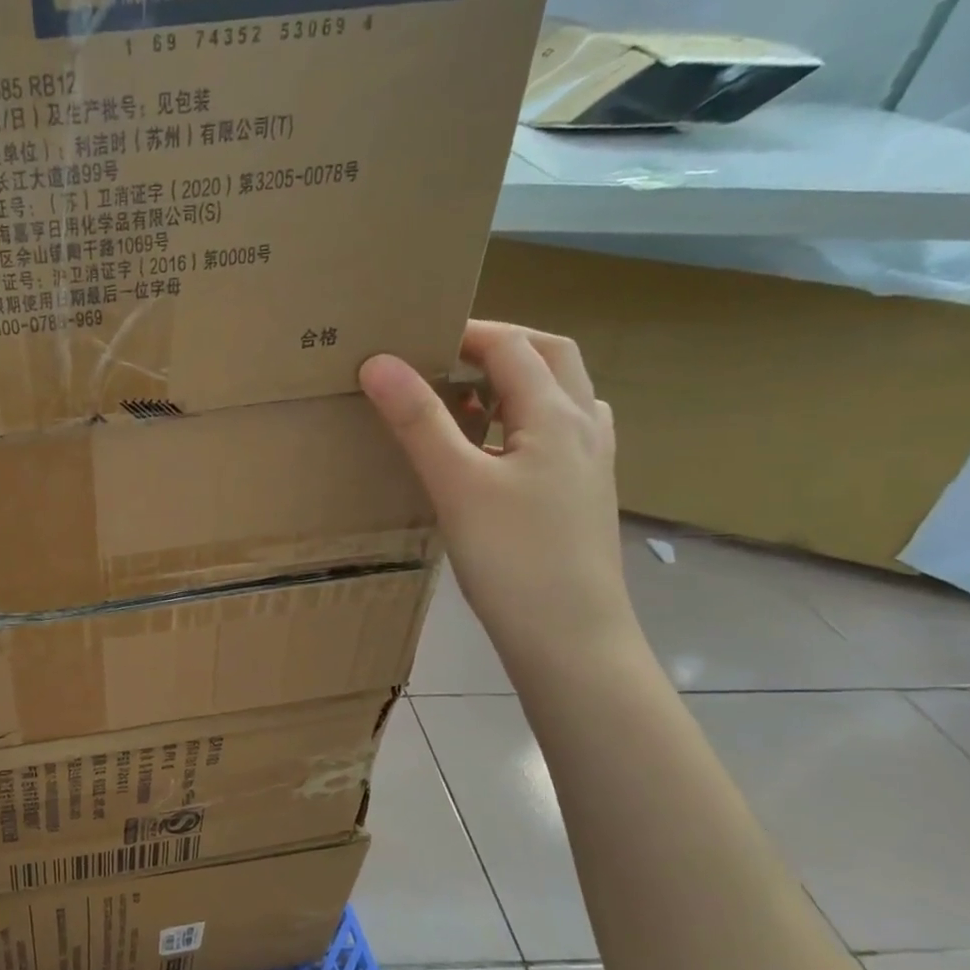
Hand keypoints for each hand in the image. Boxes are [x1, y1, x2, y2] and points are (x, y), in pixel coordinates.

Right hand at [360, 322, 637, 674]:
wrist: (571, 639)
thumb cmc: (513, 559)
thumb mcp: (457, 485)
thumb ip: (419, 421)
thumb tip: (379, 362)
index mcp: (557, 415)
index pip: (512, 345)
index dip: (463, 331)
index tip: (412, 337)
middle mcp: (584, 427)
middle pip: (550, 357)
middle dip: (499, 343)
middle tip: (444, 355)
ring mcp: (590, 463)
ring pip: (561, 395)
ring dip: (517, 379)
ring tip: (464, 397)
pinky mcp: (582, 495)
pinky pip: (558, 433)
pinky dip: (524, 419)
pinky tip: (495, 450)